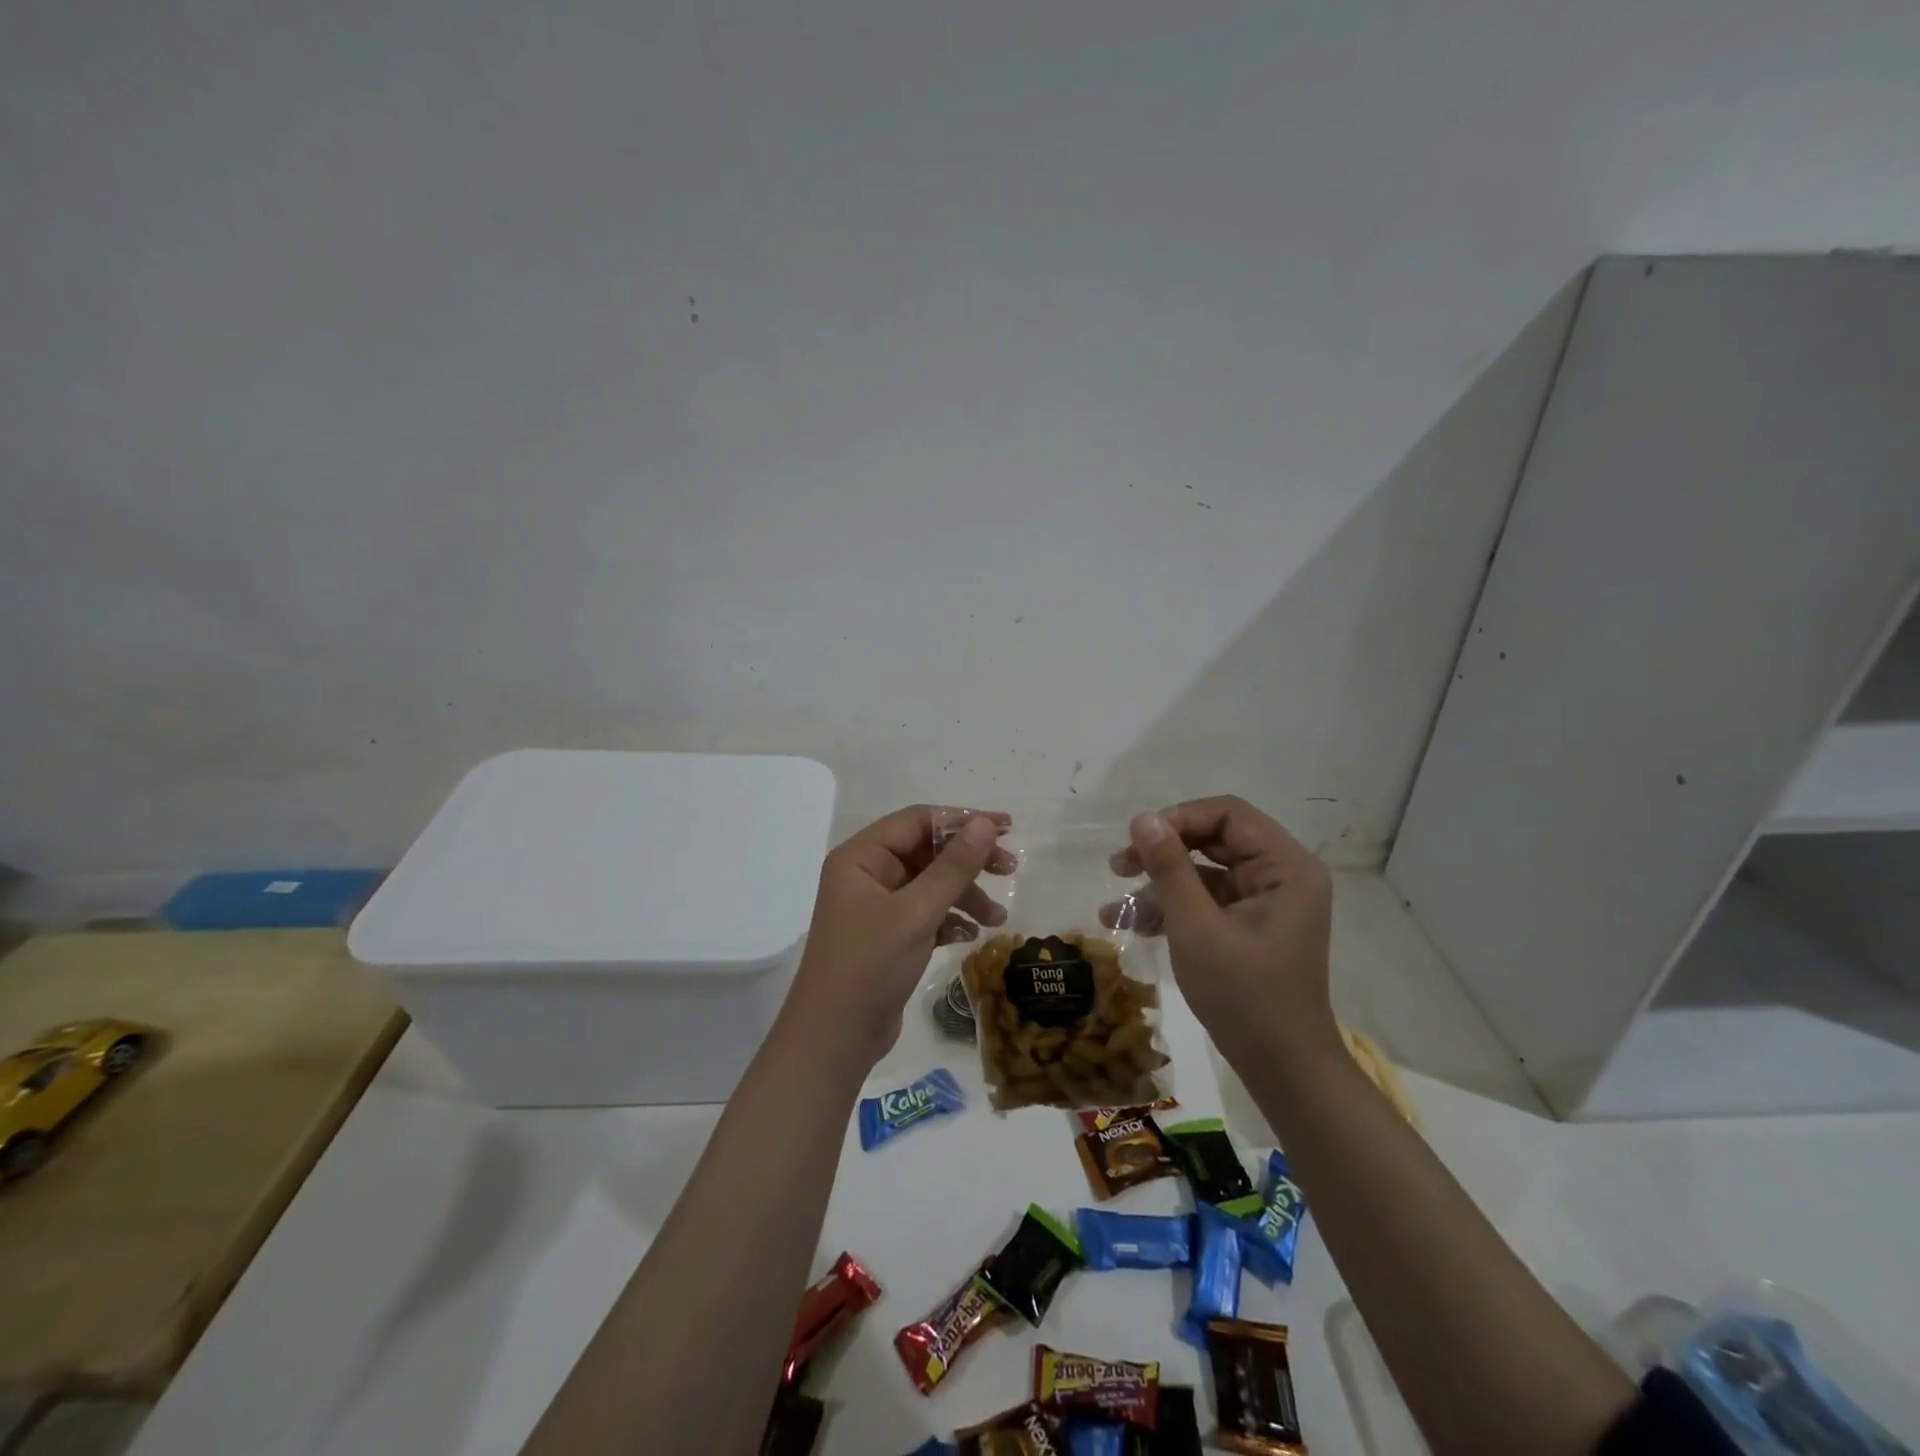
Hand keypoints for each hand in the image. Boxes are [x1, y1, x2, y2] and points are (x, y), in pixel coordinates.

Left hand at [782, 805, 1013, 1067]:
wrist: (835, 1040)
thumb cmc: (870, 965)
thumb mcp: (916, 912)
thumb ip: (953, 867)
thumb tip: (986, 824)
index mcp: (861, 857)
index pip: (917, 820)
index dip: (963, 820)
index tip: (1006, 828)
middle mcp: (866, 875)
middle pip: (926, 851)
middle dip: (968, 861)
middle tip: (1010, 869)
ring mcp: (877, 907)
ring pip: (930, 885)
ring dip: (965, 895)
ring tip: (997, 918)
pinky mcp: (889, 936)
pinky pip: (926, 913)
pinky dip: (950, 920)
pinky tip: (971, 937)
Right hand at [1108, 796, 1335, 1062]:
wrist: (1283, 1069)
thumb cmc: (1244, 996)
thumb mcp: (1197, 928)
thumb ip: (1169, 868)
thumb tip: (1143, 818)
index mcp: (1286, 866)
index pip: (1228, 814)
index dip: (1179, 818)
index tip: (1137, 839)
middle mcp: (1282, 874)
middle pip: (1214, 839)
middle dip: (1163, 852)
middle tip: (1118, 866)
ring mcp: (1266, 900)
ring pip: (1204, 870)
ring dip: (1160, 884)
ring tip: (1115, 908)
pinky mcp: (1251, 924)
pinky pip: (1207, 899)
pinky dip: (1173, 907)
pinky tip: (1133, 924)